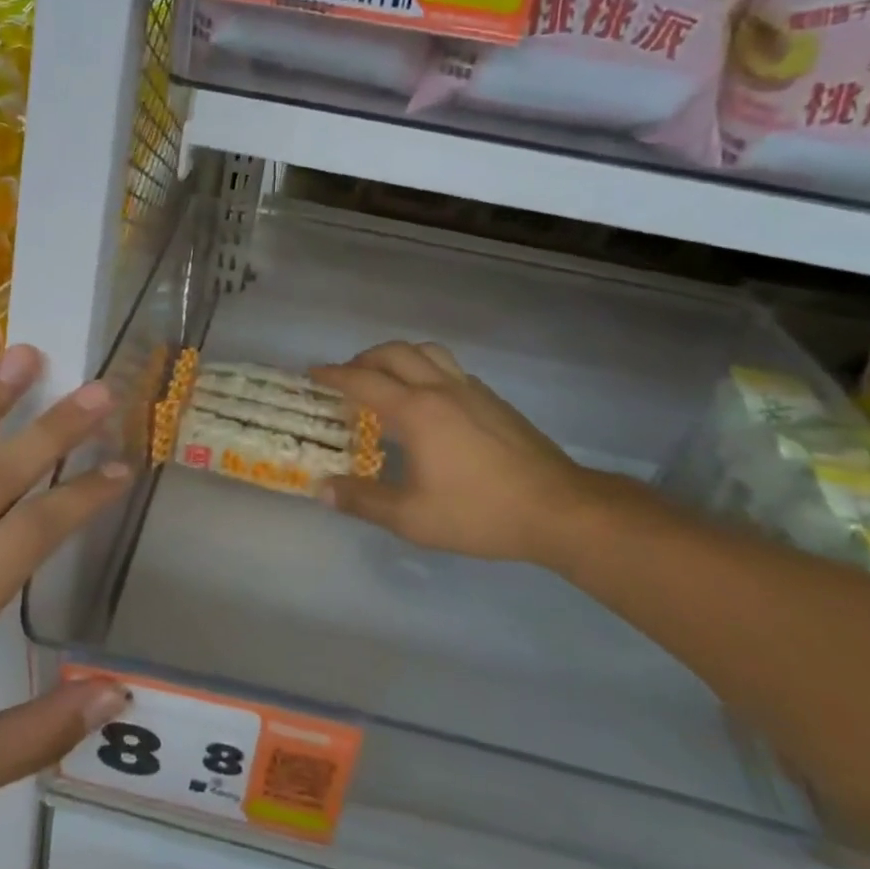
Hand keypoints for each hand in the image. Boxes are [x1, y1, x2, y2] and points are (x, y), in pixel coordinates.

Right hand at [311, 341, 634, 566]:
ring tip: (386, 377)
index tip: (312, 373)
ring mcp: (471, 390)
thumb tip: (321, 490)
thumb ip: (363, 501)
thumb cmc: (478, 513)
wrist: (557, 509)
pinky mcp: (494, 400)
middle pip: (394, 353)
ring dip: (398, 356)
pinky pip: (450, 368)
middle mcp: (440, 389)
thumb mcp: (412, 517)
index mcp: (415, 411)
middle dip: (363, 358)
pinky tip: (430, 398)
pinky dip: (427, 368)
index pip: (363, 381)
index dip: (333, 375)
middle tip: (346, 376)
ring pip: (427, 351)